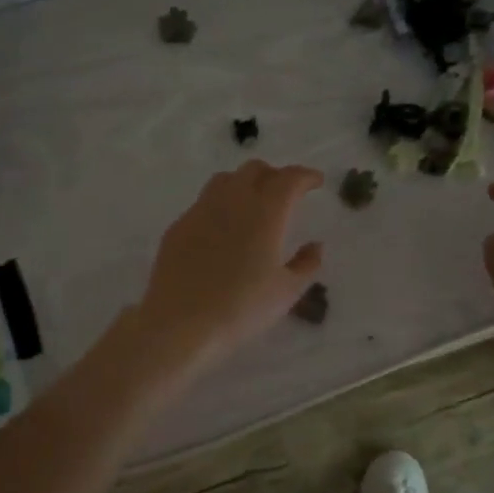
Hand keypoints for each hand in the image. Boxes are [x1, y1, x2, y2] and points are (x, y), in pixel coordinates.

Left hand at [132, 161, 324, 374]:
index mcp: (266, 212)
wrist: (180, 322)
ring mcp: (200, 211)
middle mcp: (232, 201)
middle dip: (274, 175)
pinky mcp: (178, 226)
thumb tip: (315, 245)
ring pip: (225, 180)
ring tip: (252, 204)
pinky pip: (203, 203)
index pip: (289, 179)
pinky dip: (219, 205)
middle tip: (285, 194)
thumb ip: (306, 264)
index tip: (316, 182)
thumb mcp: (286, 292)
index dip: (306, 176)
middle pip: (254, 170)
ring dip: (244, 183)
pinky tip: (221, 229)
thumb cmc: (242, 308)